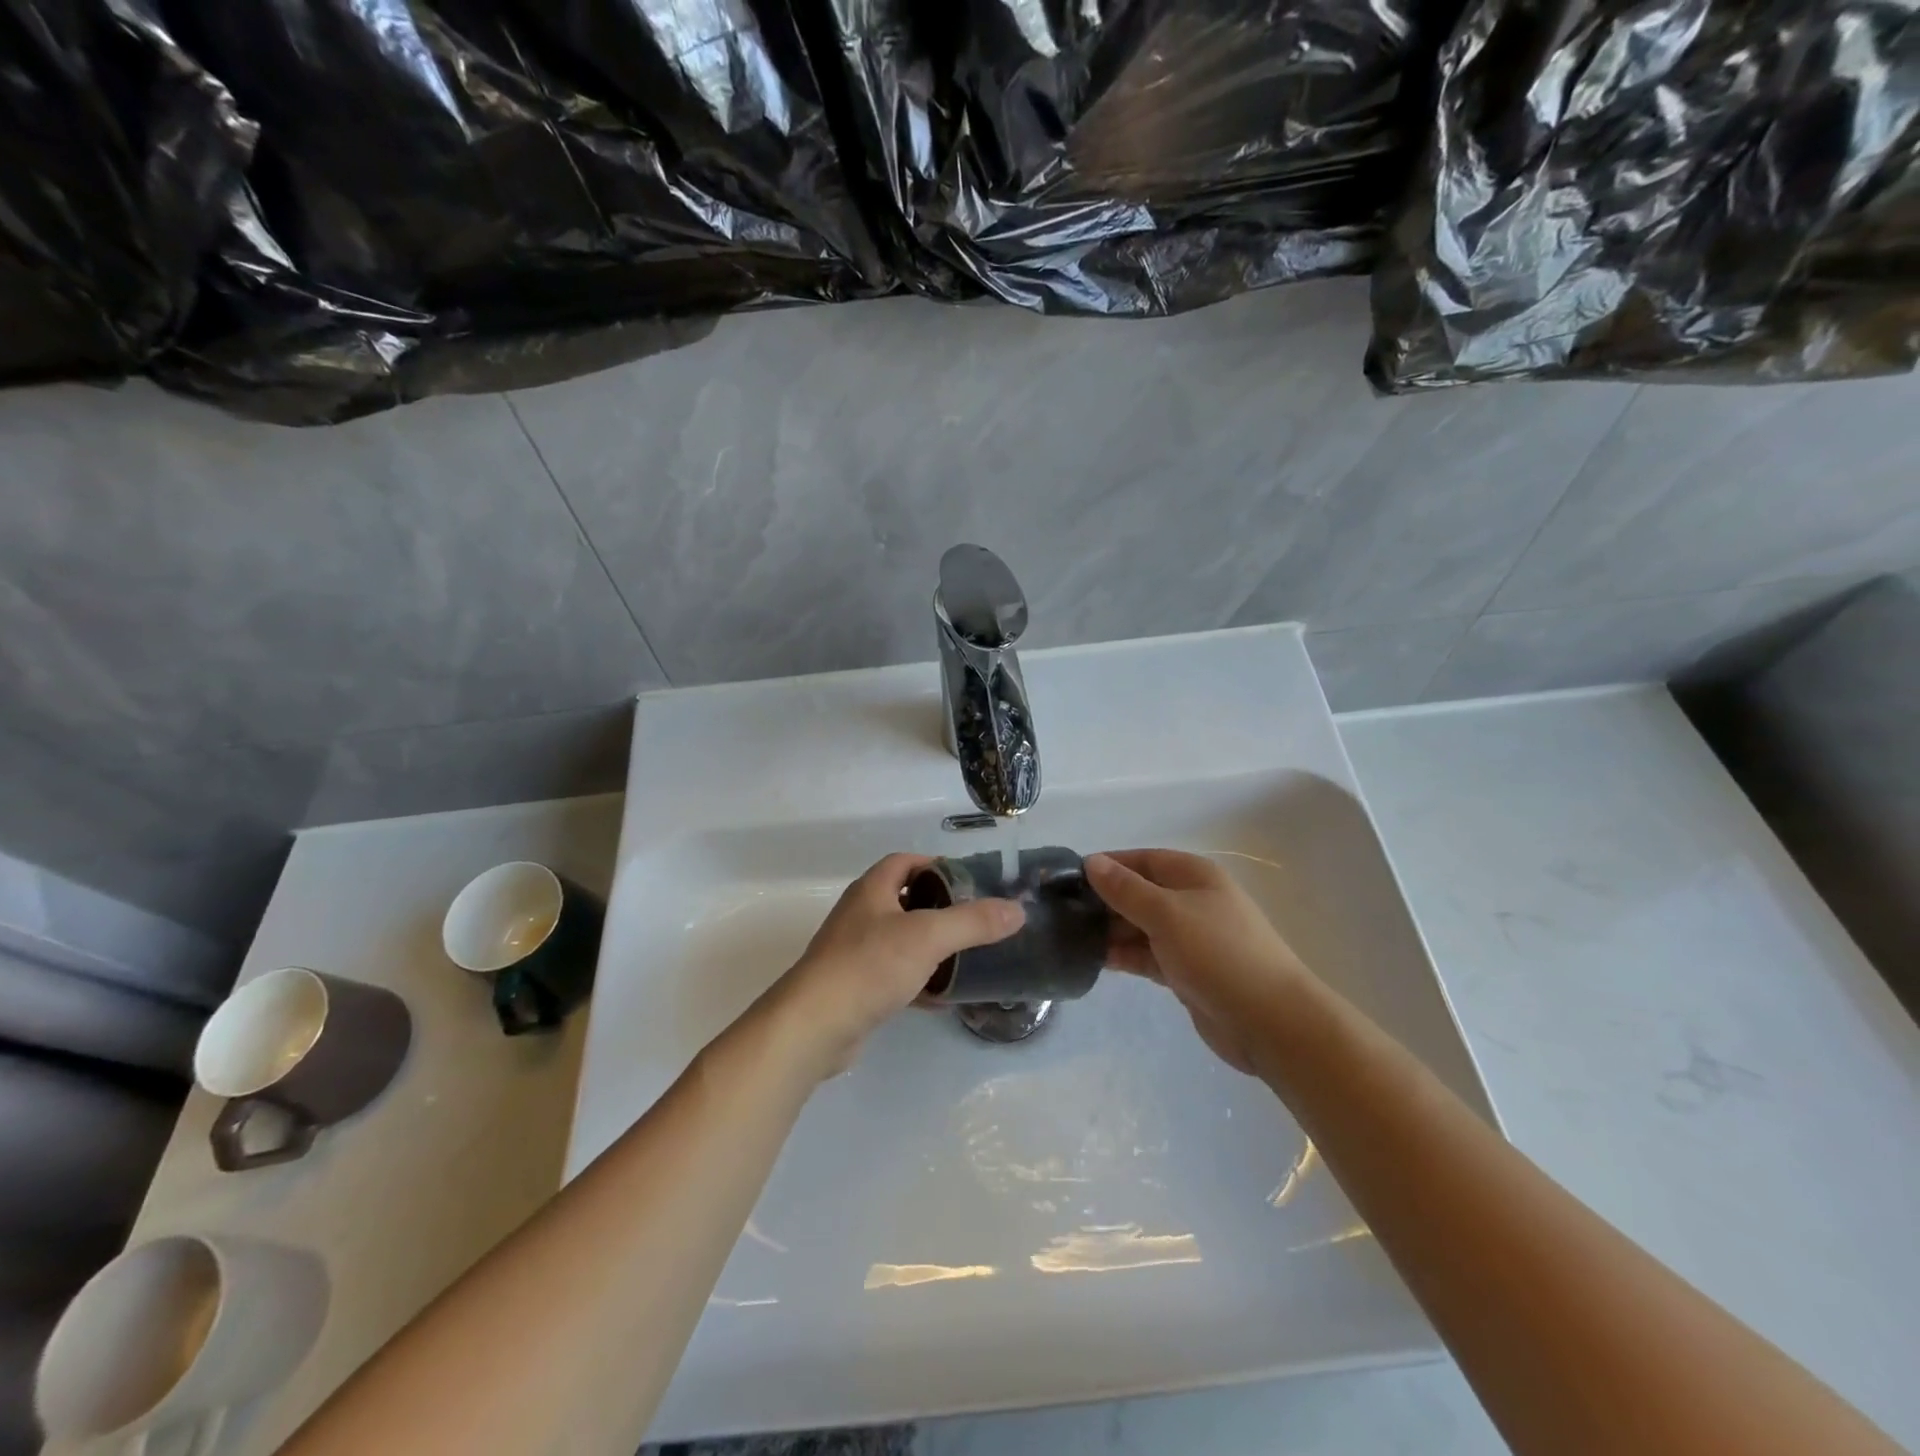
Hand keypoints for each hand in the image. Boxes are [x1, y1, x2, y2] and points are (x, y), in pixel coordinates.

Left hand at [763, 854, 1024, 1079]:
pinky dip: (919, 980)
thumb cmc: (869, 966)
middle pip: (904, 899)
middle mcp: (860, 914)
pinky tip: (943, 997)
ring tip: (966, 956)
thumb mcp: (928, 937)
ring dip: (930, 946)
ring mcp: (854, 952)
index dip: (936, 865)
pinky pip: (894, 974)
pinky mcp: (855, 987)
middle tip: (975, 920)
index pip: (905, 861)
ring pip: (900, 939)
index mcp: (872, 890)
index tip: (969, 881)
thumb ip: (973, 922)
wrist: (815, 1025)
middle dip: (939, 907)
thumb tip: (1017, 910)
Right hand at [1086, 849, 1312, 1076]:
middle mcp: (1192, 901)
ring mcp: (1190, 938)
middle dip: (1104, 900)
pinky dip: (1125, 956)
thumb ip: (1126, 889)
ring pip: (1140, 926)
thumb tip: (1092, 862)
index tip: (1068, 878)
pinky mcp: (1186, 972)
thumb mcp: (1167, 914)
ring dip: (1111, 931)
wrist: (1270, 1022)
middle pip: (1139, 893)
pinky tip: (1095, 961)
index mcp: (1193, 876)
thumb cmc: (1218, 954)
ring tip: (1070, 938)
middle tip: (1062, 912)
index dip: (1108, 865)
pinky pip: (1147, 955)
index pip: (1142, 860)